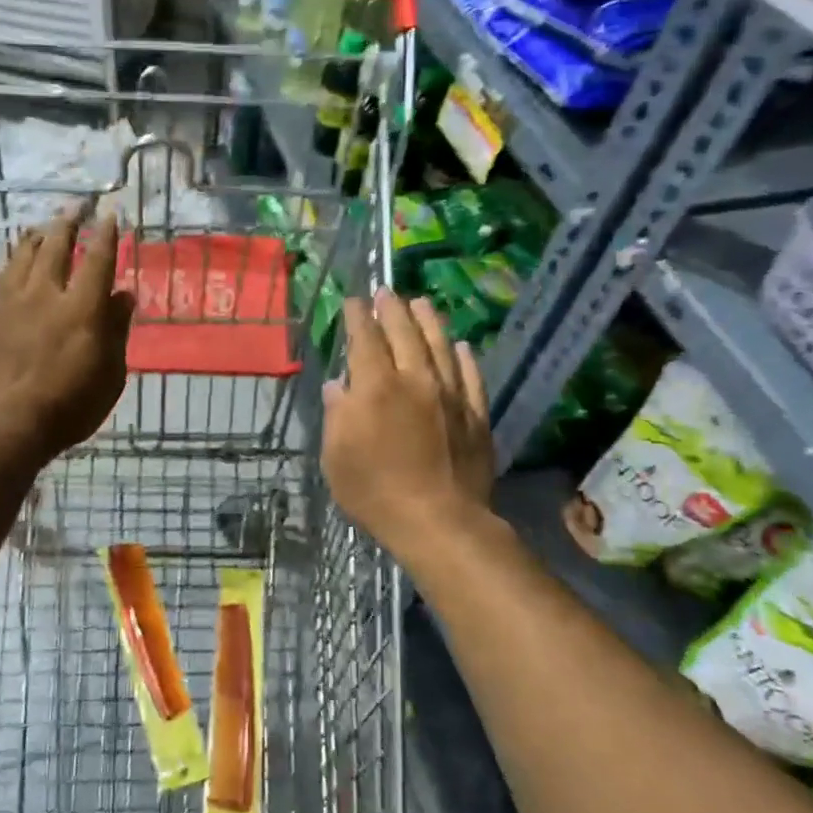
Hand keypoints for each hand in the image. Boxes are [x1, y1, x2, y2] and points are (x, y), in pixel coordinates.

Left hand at [0, 211, 134, 464]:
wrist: (5, 422)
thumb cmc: (68, 406)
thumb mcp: (110, 375)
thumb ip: (116, 331)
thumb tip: (123, 295)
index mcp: (82, 308)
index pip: (97, 259)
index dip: (105, 234)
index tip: (109, 214)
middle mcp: (46, 293)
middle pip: (57, 245)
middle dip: (69, 221)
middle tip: (76, 205)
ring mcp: (12, 300)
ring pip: (25, 253)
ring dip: (39, 235)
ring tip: (46, 226)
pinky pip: (2, 272)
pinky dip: (14, 258)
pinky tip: (16, 258)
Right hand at [321, 292, 494, 560]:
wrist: (439, 521)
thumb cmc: (375, 492)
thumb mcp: (336, 457)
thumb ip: (336, 415)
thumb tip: (338, 386)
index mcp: (376, 388)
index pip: (364, 340)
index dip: (357, 317)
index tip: (353, 301)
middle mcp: (415, 380)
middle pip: (403, 334)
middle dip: (391, 309)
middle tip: (385, 291)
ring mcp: (450, 395)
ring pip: (440, 346)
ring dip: (428, 321)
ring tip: (421, 303)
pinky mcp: (475, 415)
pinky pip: (471, 377)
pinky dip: (464, 358)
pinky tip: (460, 346)